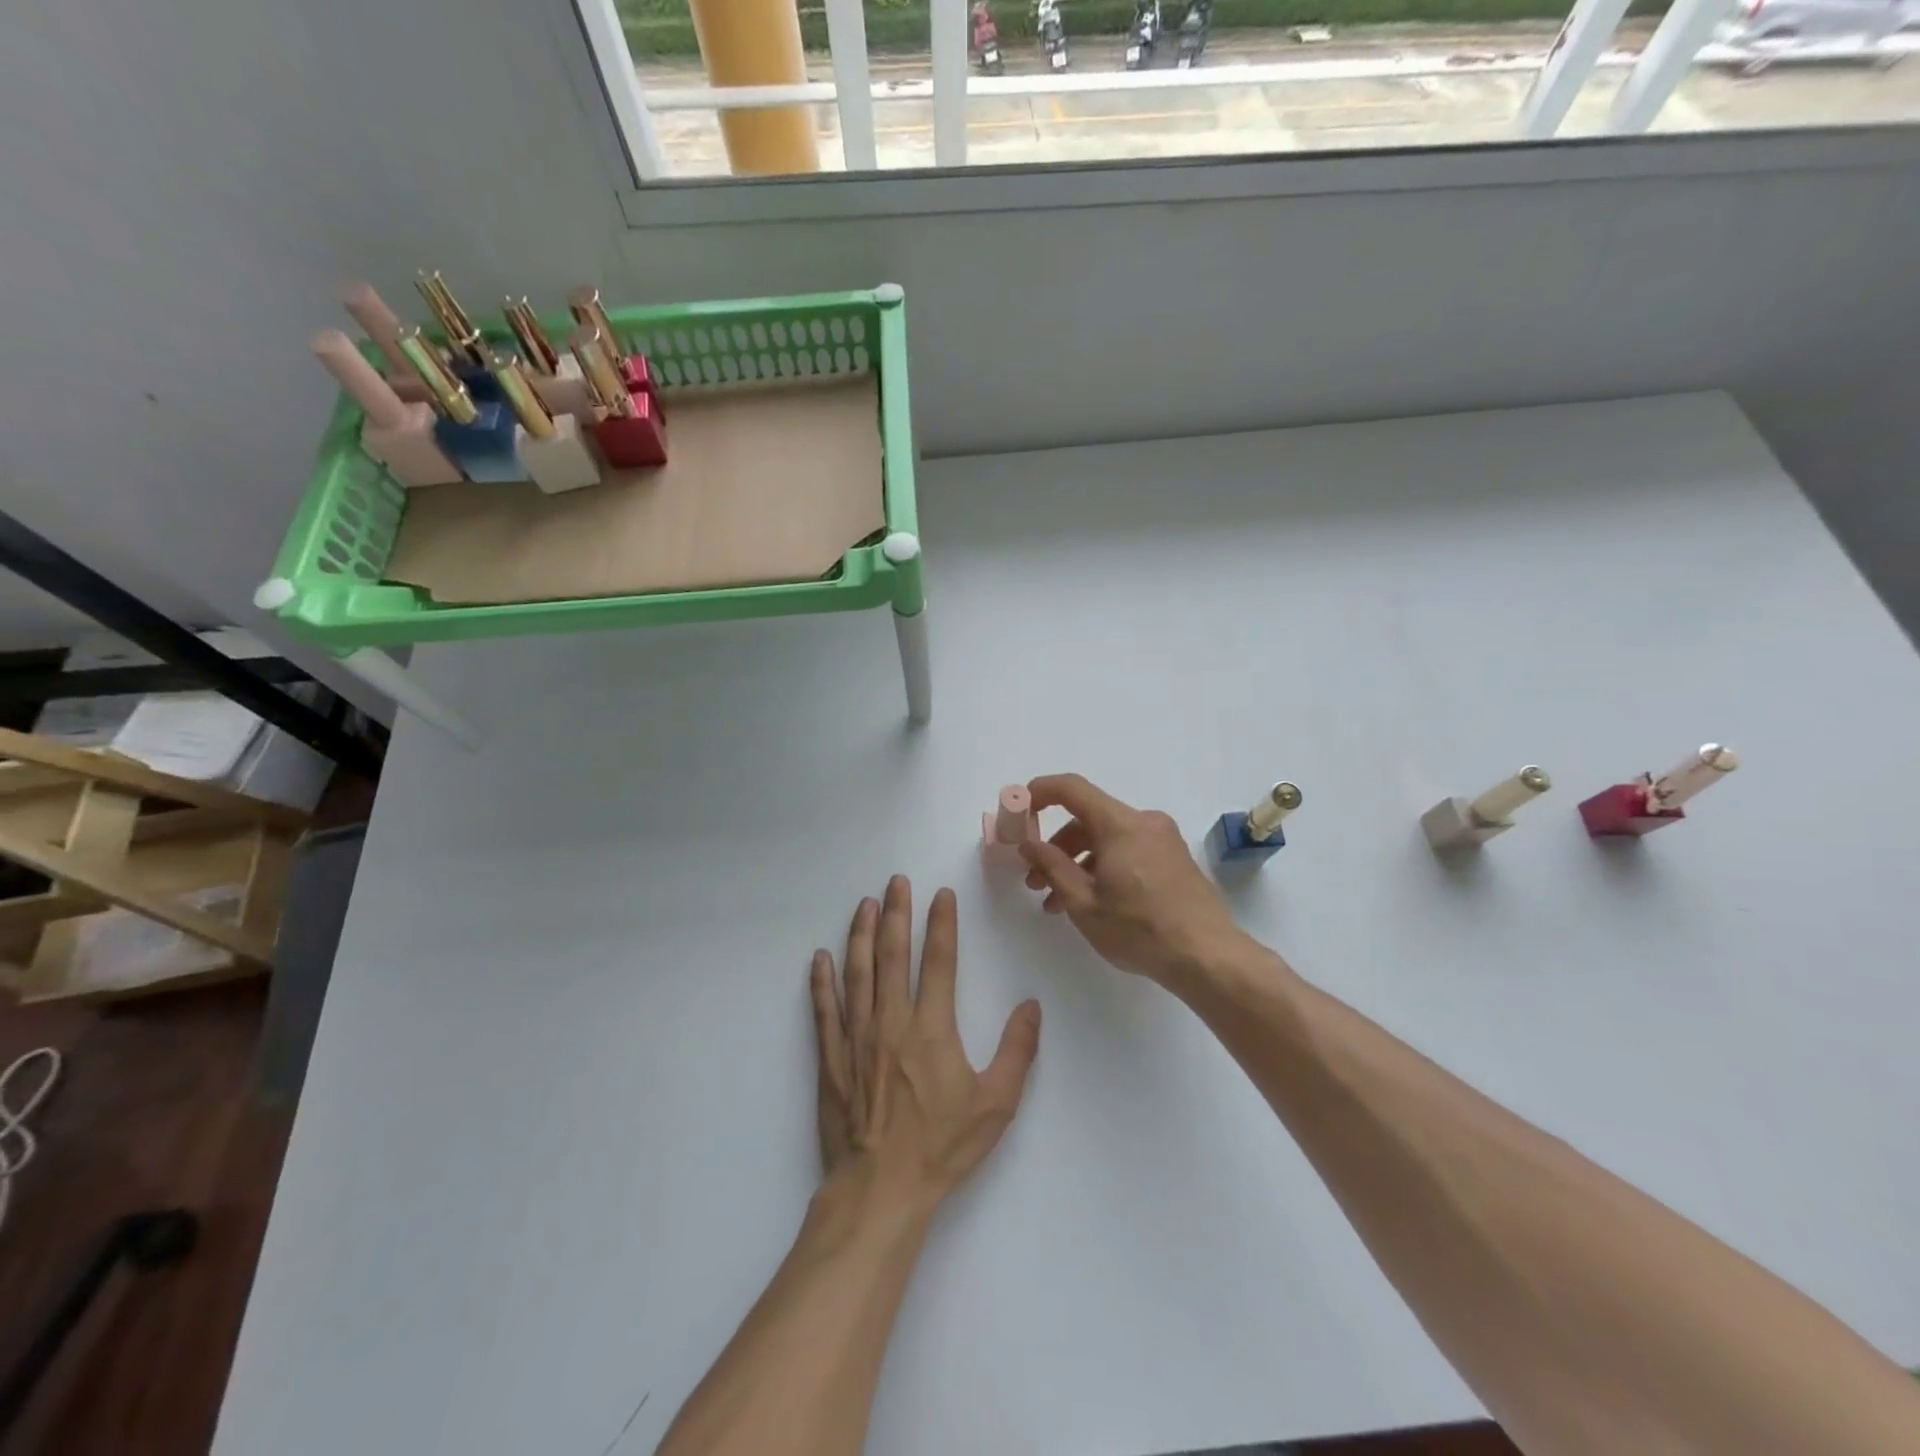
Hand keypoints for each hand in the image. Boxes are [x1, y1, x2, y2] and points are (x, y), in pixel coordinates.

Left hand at [811, 877, 1041, 1211]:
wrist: (881, 1189)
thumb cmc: (942, 1147)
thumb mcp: (996, 1104)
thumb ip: (1017, 1051)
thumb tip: (1030, 1005)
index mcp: (931, 1027)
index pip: (938, 960)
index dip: (940, 923)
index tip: (940, 894)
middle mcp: (891, 1020)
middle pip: (892, 954)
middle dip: (895, 913)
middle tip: (895, 881)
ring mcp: (856, 1037)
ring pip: (856, 972)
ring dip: (859, 934)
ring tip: (863, 904)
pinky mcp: (831, 1058)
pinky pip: (824, 1010)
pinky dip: (821, 981)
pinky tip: (819, 958)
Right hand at [1019, 773, 1249, 986]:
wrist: (1207, 957)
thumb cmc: (1139, 929)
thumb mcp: (1084, 902)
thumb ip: (1051, 866)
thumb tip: (1028, 843)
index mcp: (1120, 824)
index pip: (1072, 788)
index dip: (1039, 792)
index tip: (1018, 811)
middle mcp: (1143, 822)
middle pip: (1088, 819)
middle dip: (1056, 846)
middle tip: (1034, 879)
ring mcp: (1162, 840)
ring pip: (1107, 838)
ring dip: (1077, 862)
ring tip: (1057, 902)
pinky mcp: (1173, 859)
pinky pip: (1127, 850)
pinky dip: (1103, 867)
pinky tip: (1092, 903)